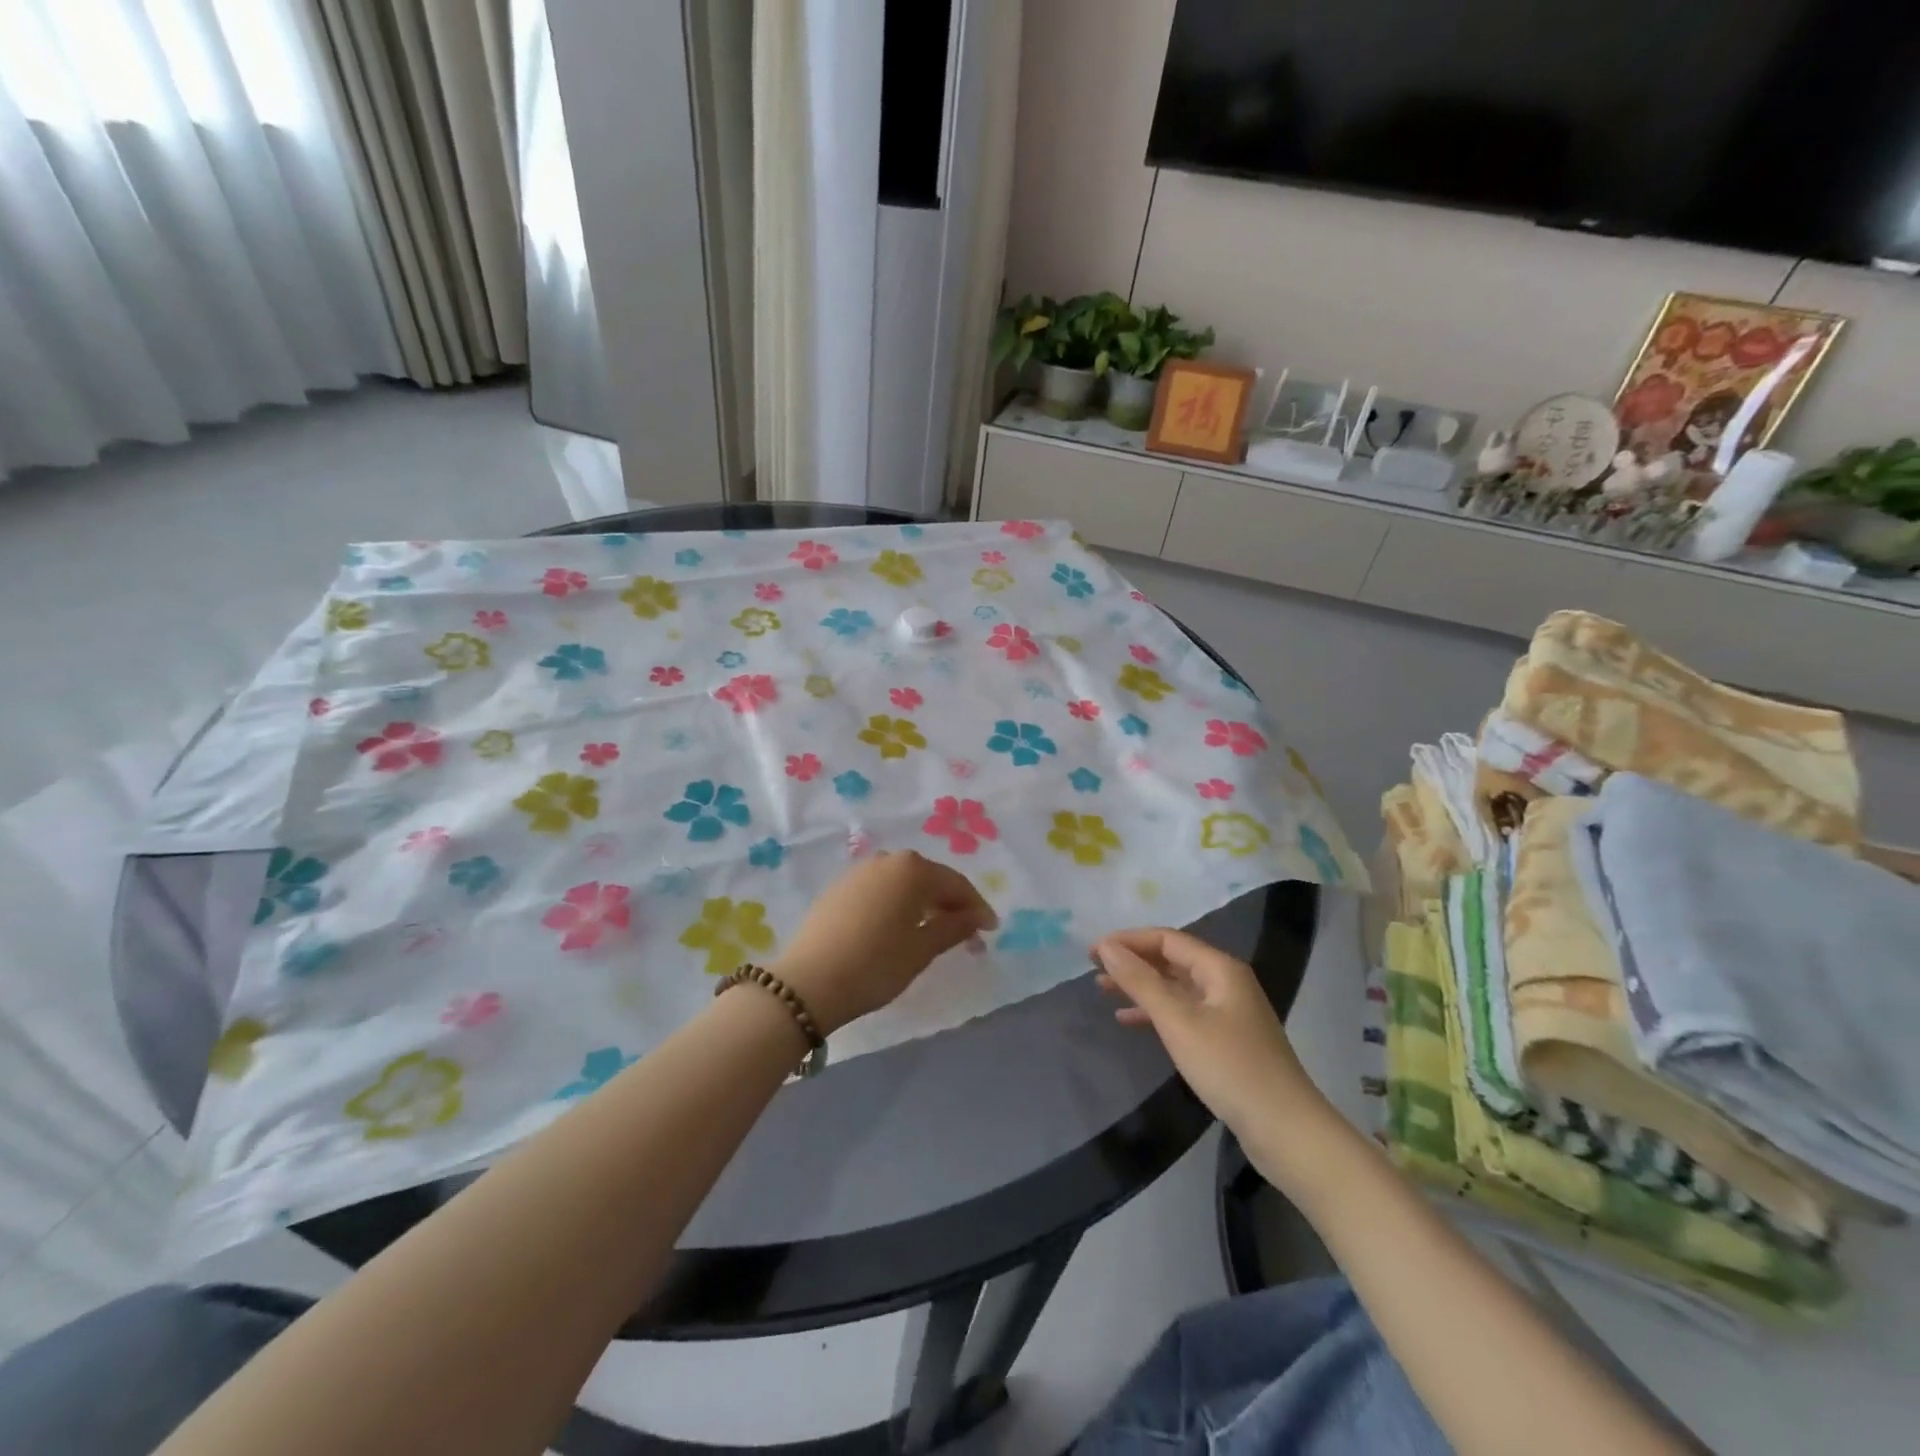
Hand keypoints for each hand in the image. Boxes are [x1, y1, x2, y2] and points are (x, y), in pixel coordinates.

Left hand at [773, 852, 997, 1034]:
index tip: (990, 930)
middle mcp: (887, 859)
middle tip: (966, 933)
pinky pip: (880, 890)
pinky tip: (898, 928)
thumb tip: (978, 917)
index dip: (976, 907)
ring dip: (923, 903)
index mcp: (912, 869)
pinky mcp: (838, 888)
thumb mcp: (922, 950)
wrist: (808, 982)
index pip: (956, 884)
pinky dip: (897, 904)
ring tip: (934, 932)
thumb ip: (954, 927)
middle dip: (950, 904)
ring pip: (903, 883)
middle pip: (929, 879)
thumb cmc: (875, 965)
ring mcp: (859, 871)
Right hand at [1095, 927, 1331, 1139]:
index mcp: (1220, 968)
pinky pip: (1182, 1012)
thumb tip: (1107, 947)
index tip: (1092, 951)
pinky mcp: (1226, 1040)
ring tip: (1103, 990)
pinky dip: (1155, 1012)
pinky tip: (1130, 1021)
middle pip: (1171, 959)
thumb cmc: (1229, 1067)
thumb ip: (1141, 982)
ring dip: (1140, 986)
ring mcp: (1227, 1012)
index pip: (1166, 939)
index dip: (1128, 940)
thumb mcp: (1178, 1021)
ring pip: (1175, 987)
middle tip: (1093, 968)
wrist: (1285, 1130)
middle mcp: (1225, 982)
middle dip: (1132, 961)